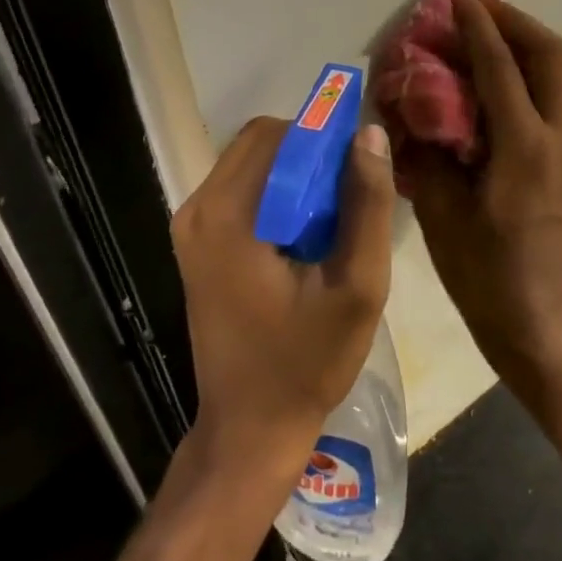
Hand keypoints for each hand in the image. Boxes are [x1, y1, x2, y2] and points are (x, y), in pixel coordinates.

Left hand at [171, 117, 395, 479]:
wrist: (251, 426)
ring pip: (252, 165)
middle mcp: (197, 210)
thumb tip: (370, 134)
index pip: (277, 134)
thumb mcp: (357, 285)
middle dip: (311, 156)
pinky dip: (278, 196)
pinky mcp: (197, 244)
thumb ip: (367, 204)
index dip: (323, 137)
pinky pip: (242, 192)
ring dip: (296, 176)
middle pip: (260, 144)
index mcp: (228, 215)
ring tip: (334, 220)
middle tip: (350, 198)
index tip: (359, 166)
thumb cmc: (307, 361)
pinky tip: (306, 237)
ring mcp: (191, 228)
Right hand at [400, 0, 561, 366]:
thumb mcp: (441, 208)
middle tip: (482, 8)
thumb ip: (430, 148)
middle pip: (551, 56)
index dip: (478, 26)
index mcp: (523, 148)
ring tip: (495, 33)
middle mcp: (557, 138)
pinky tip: (509, 78)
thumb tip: (417, 103)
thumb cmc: (479, 268)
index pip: (501, 68)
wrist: (530, 312)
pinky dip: (540, 72)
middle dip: (517, 22)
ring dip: (532, 43)